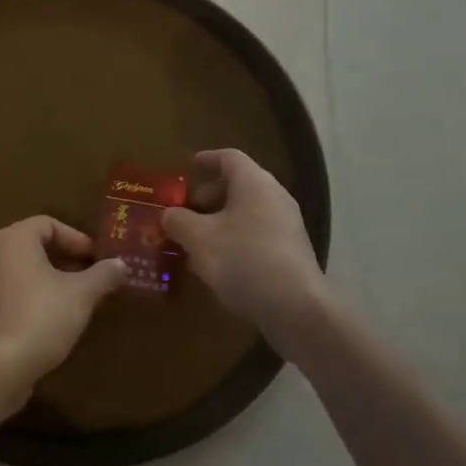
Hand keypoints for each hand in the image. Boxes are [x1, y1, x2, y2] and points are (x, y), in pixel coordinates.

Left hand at [0, 216, 128, 415]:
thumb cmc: (41, 317)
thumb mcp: (82, 294)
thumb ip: (103, 275)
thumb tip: (121, 264)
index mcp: (14, 240)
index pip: (48, 224)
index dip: (76, 238)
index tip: (96, 258)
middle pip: (35, 247)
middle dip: (66, 260)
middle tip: (92, 277)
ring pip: (24, 272)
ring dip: (52, 281)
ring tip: (78, 300)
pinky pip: (14, 294)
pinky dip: (35, 298)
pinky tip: (55, 321)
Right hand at [162, 149, 330, 362]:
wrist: (295, 307)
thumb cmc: (243, 260)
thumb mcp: (199, 239)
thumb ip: (179, 221)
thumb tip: (169, 214)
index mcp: (254, 183)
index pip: (229, 158)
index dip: (207, 159)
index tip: (189, 166)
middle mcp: (274, 196)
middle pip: (240, 184)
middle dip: (210, 195)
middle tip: (186, 210)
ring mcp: (287, 225)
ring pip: (249, 211)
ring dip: (221, 220)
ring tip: (197, 239)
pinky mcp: (292, 252)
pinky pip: (258, 233)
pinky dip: (236, 238)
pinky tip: (219, 262)